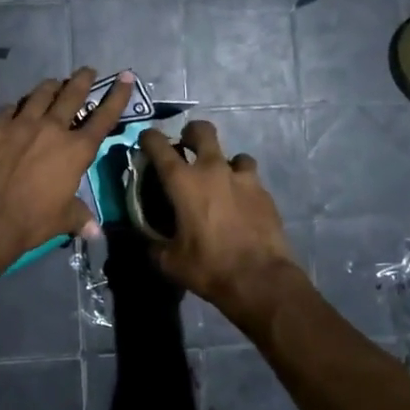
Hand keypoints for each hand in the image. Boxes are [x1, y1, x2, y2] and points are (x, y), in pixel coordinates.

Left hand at [0, 69, 131, 300]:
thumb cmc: (32, 221)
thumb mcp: (63, 220)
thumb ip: (80, 217)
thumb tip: (95, 231)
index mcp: (76, 150)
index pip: (104, 117)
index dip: (117, 96)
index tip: (125, 77)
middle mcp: (52, 128)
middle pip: (71, 95)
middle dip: (82, 80)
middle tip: (86, 71)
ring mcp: (21, 123)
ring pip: (39, 95)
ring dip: (50, 87)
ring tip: (53, 83)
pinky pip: (7, 109)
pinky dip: (15, 108)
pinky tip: (13, 109)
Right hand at [137, 121, 306, 330]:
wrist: (260, 279)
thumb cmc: (209, 267)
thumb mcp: (170, 261)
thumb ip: (154, 244)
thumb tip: (148, 240)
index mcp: (183, 182)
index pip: (159, 145)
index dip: (149, 138)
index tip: (146, 141)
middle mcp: (213, 170)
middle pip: (202, 131)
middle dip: (191, 133)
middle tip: (187, 147)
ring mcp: (243, 178)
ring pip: (233, 154)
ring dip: (224, 163)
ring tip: (221, 182)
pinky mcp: (264, 192)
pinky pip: (250, 177)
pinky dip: (242, 184)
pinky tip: (241, 202)